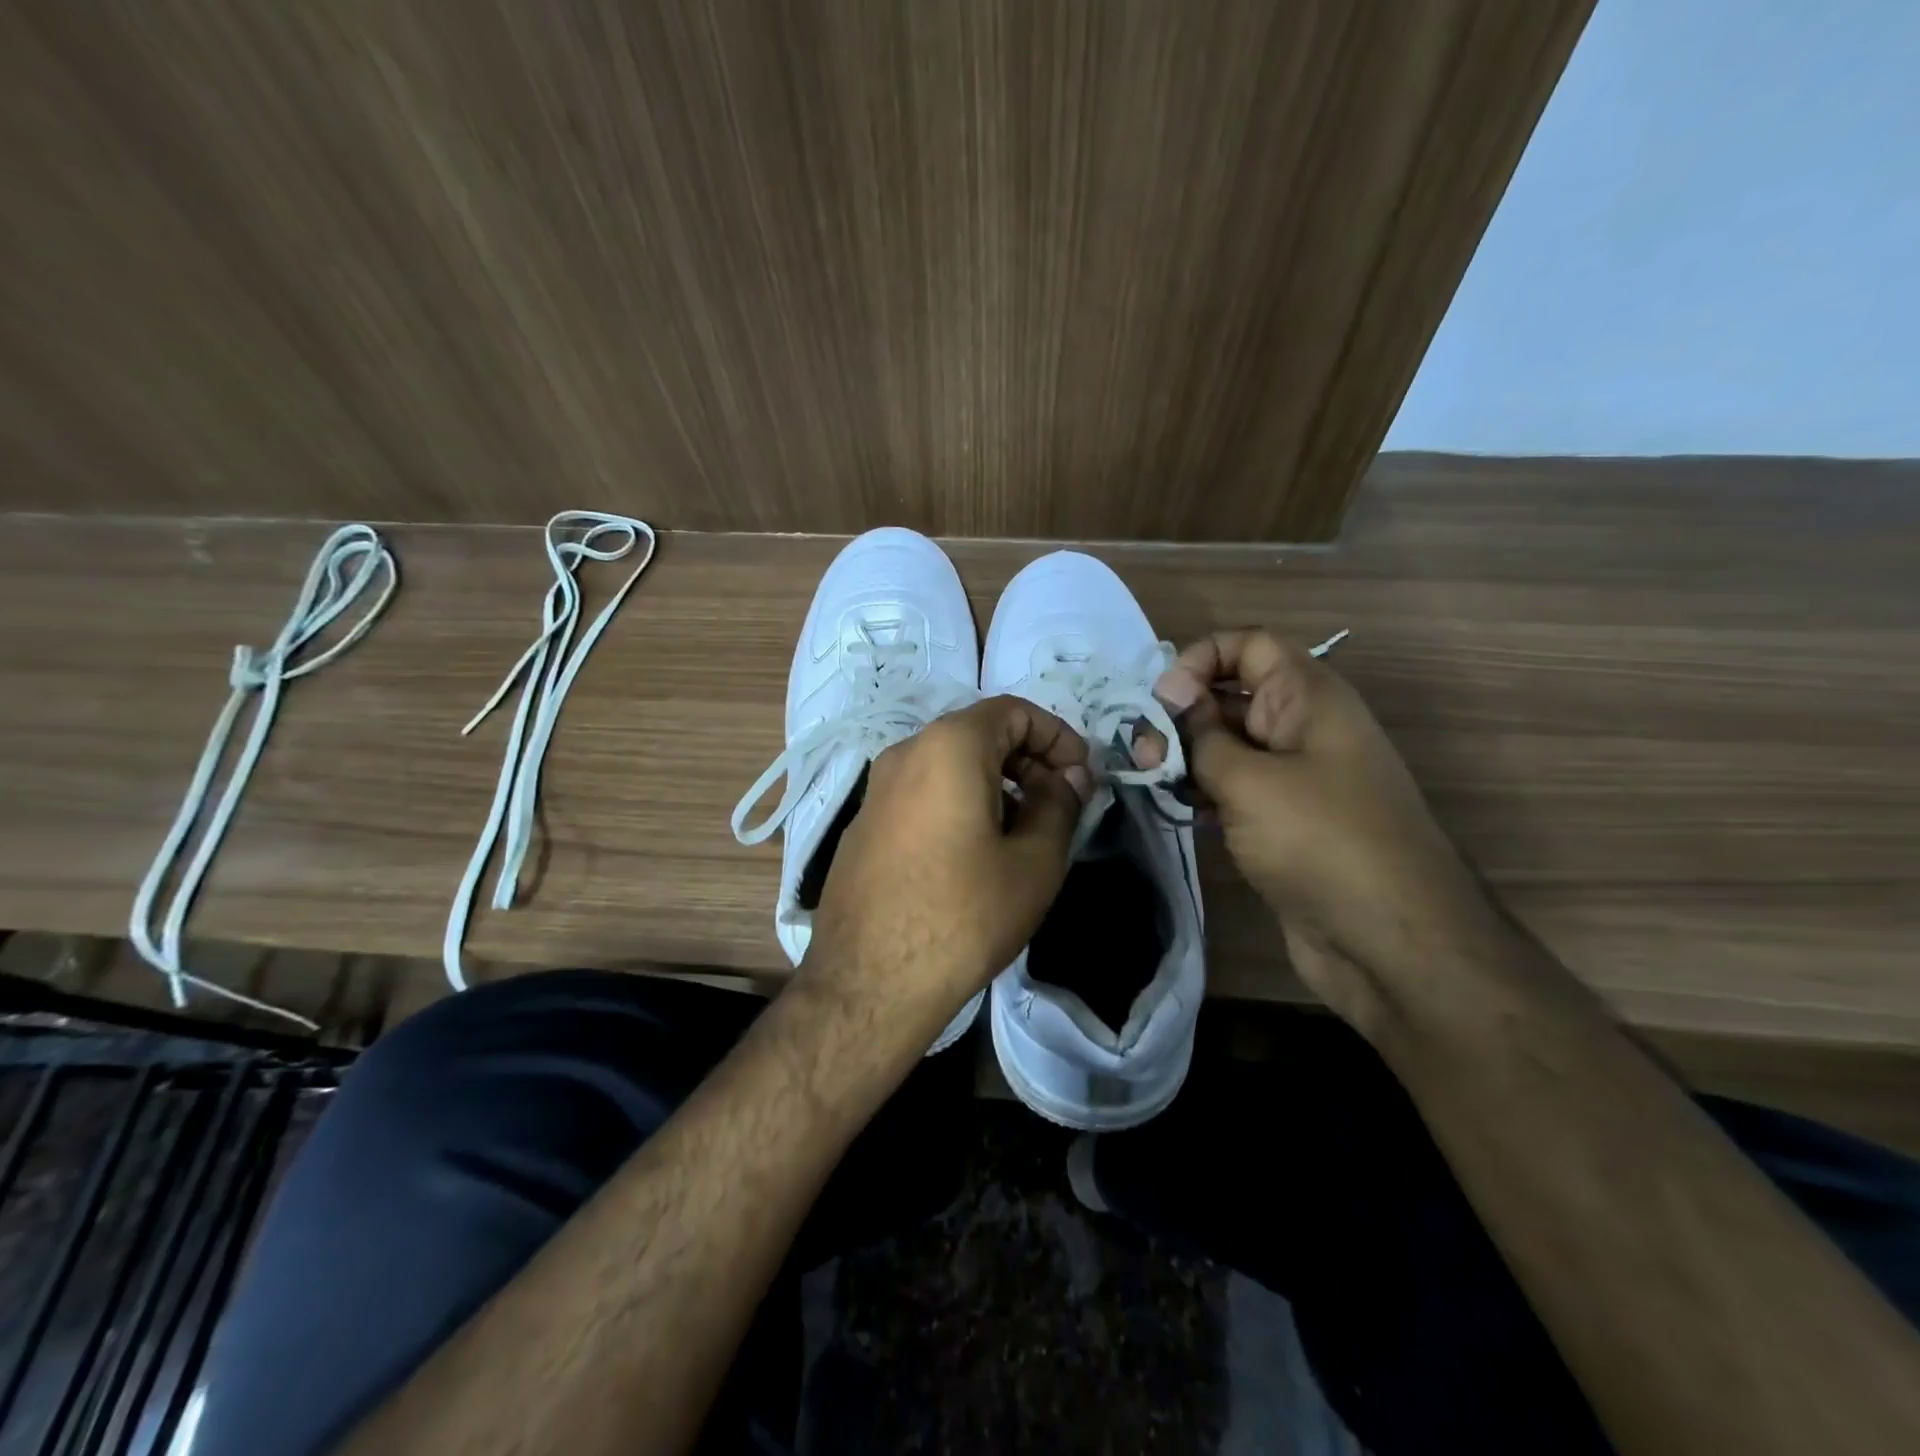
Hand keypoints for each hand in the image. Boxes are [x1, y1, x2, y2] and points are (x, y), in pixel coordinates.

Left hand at [804, 695, 1092, 1030]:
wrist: (869, 982)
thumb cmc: (964, 915)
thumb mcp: (1034, 862)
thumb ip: (1059, 805)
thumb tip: (1070, 777)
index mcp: (948, 746)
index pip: (1014, 711)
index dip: (1058, 737)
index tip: (1081, 779)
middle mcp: (905, 753)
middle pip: (979, 734)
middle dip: (1028, 760)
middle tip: (1060, 805)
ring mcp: (877, 789)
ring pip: (950, 765)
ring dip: (996, 784)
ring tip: (1024, 833)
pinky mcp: (864, 824)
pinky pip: (923, 793)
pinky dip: (959, 803)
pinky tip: (976, 853)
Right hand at [1142, 629, 1494, 1028]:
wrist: (1390, 942)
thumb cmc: (1321, 841)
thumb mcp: (1249, 779)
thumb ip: (1201, 735)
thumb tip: (1171, 700)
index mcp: (1308, 698)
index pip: (1248, 646)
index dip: (1201, 659)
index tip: (1163, 700)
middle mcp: (1302, 729)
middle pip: (1231, 697)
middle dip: (1182, 715)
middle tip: (1144, 753)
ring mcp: (1295, 779)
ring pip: (1228, 747)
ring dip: (1186, 758)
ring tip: (1152, 782)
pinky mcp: (1284, 823)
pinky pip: (1235, 790)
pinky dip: (1203, 793)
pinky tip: (1176, 810)